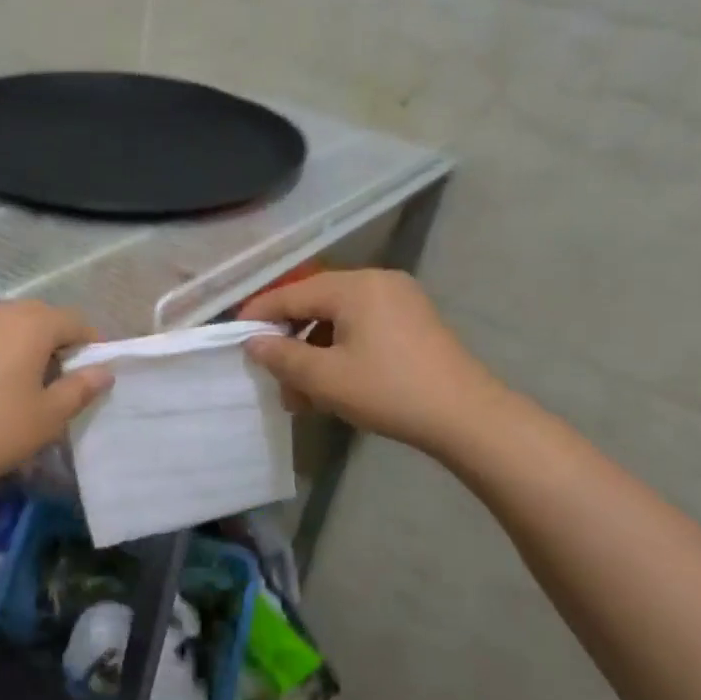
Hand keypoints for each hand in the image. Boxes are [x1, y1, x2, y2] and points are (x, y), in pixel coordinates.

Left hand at [0, 301, 112, 500]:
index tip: (96, 372)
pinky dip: (1, 348)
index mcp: (30, 324)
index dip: (91, 344)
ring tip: (32, 380)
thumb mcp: (48, 416)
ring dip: (28, 342)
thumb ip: (80, 388)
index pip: (74, 321)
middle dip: (59, 339)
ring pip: (10, 323)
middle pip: (41, 316)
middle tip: (66, 377)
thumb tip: (104, 371)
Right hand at [241, 270, 504, 454]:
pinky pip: (361, 328)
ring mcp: (400, 301)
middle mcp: (377, 282)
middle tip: (271, 374)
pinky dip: (339, 352)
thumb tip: (252, 342)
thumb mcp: (325, 378)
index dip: (259, 314)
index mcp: (355, 287)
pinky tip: (330, 386)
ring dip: (313, 353)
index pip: (292, 294)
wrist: (466, 417)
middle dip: (289, 342)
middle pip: (315, 305)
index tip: (234, 334)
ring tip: (300, 394)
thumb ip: (281, 356)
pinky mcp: (413, 322)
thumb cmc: (388, 391)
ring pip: (338, 320)